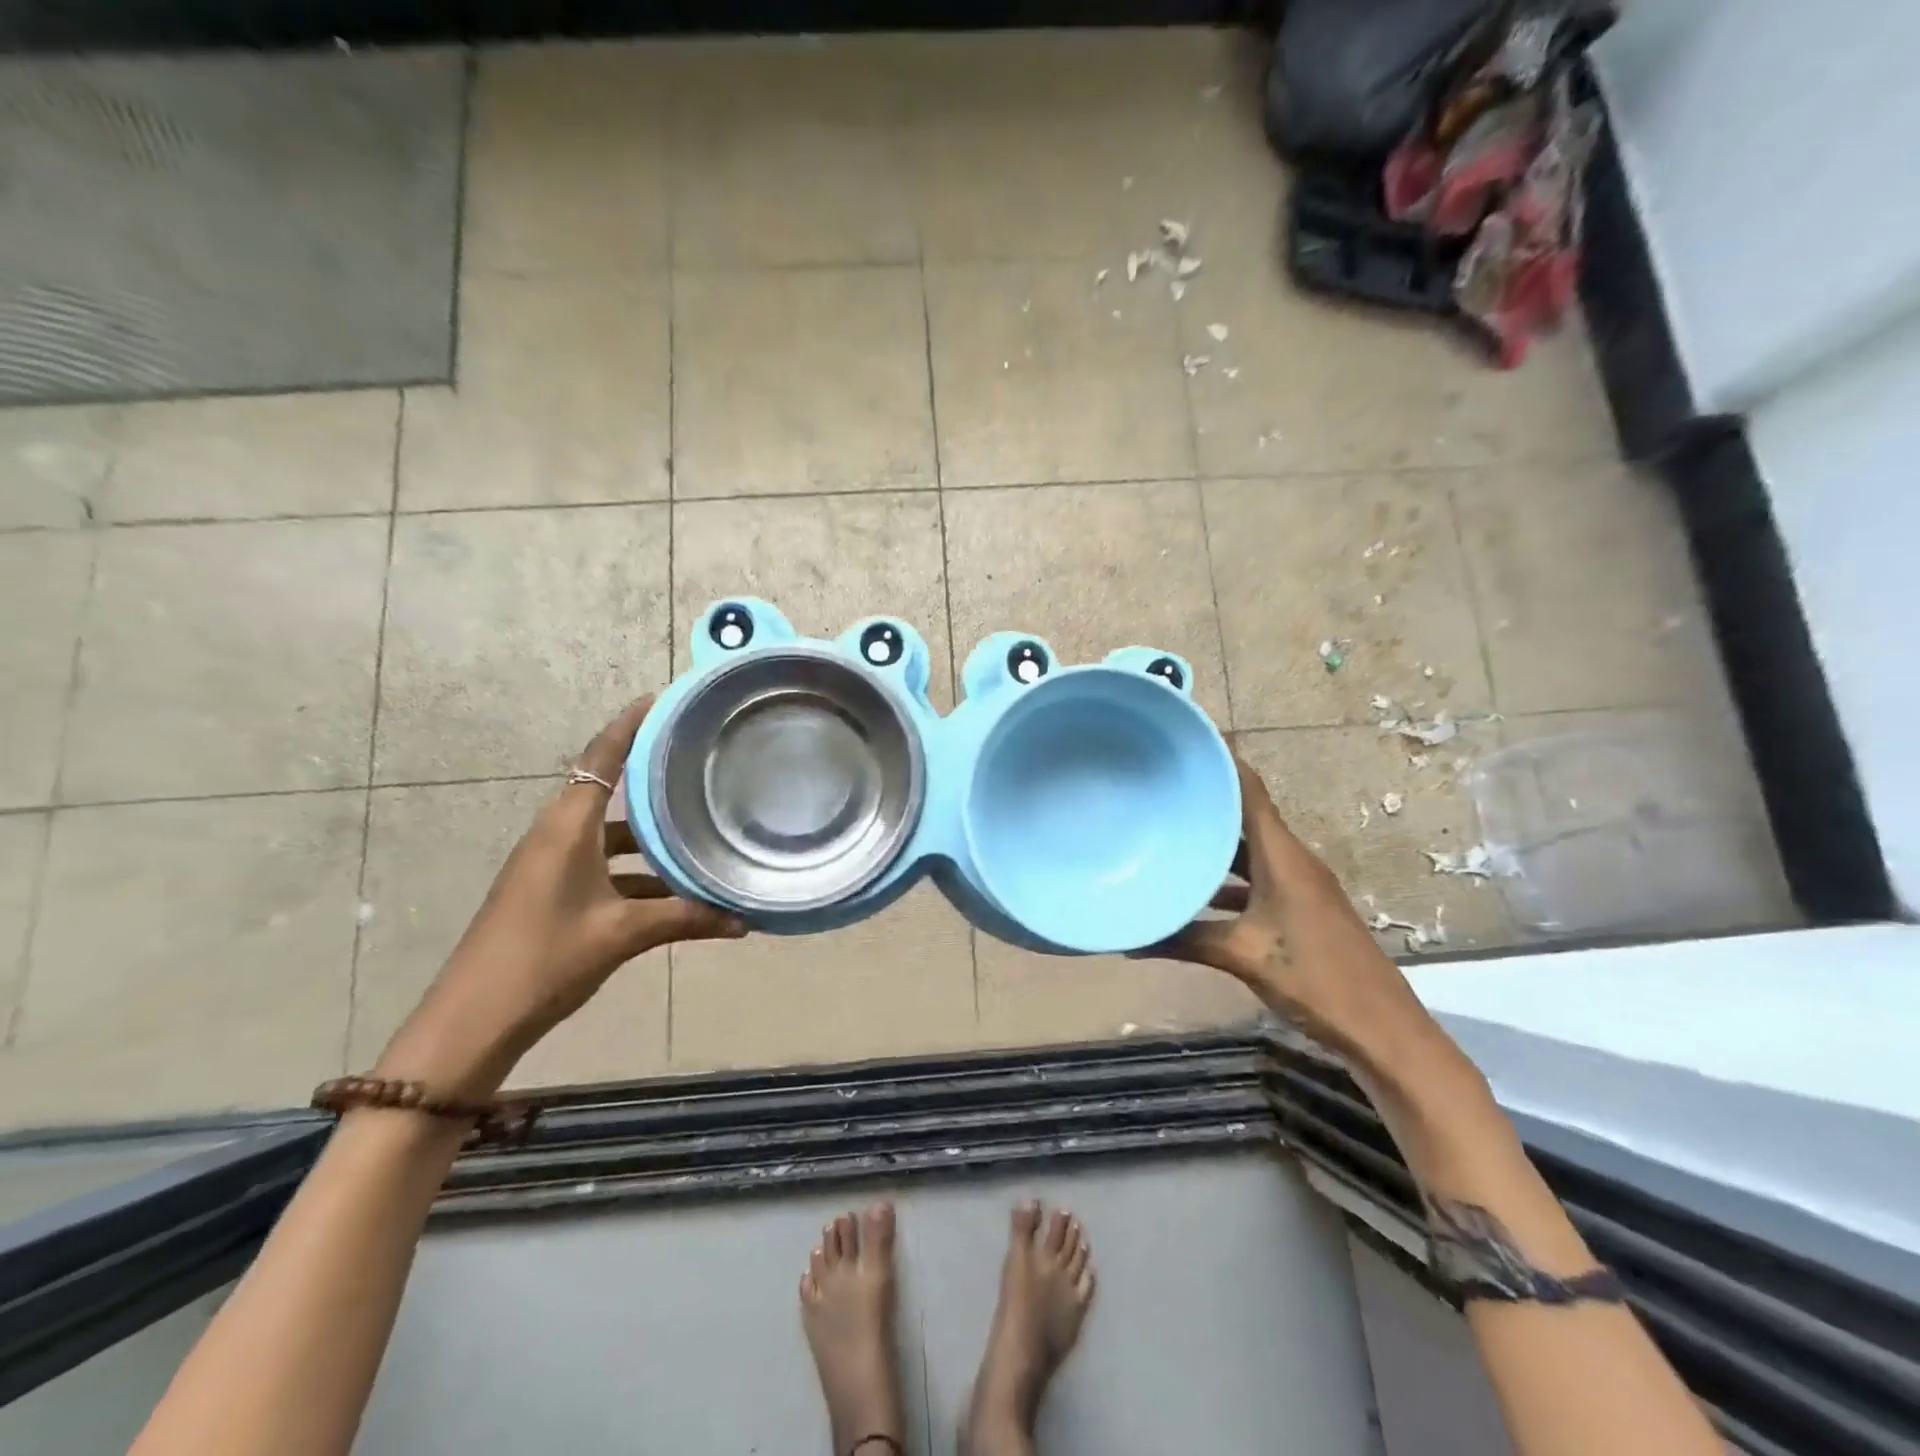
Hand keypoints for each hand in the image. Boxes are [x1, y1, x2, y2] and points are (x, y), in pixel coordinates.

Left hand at [375, 697, 745, 1097]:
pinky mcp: (551, 891)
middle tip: (700, 759)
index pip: (602, 758)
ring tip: (700, 826)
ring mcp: (551, 864)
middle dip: (653, 773)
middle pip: (609, 788)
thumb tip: (745, 920)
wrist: (471, 1023)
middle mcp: (557, 835)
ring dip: (650, 833)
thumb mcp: (622, 935)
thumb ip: (686, 919)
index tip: (665, 698)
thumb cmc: (544, 960)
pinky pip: (603, 863)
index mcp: (567, 828)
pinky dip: (638, 870)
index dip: (631, 724)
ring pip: (611, 832)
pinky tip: (674, 889)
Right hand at [1154, 756, 1426, 1057]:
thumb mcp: (1242, 956)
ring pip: (1252, 849)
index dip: (1222, 761)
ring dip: (1219, 843)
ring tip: (1172, 833)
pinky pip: (1259, 877)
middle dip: (1208, 801)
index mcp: (1282, 856)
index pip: (1250, 790)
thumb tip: (1130, 939)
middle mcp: (1293, 860)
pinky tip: (1199, 893)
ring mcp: (1301, 884)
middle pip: (1247, 816)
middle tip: (1163, 789)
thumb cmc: (1313, 977)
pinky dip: (1230, 877)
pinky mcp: (1303, 907)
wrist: (1382, 1028)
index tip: (1185, 742)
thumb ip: (1184, 941)